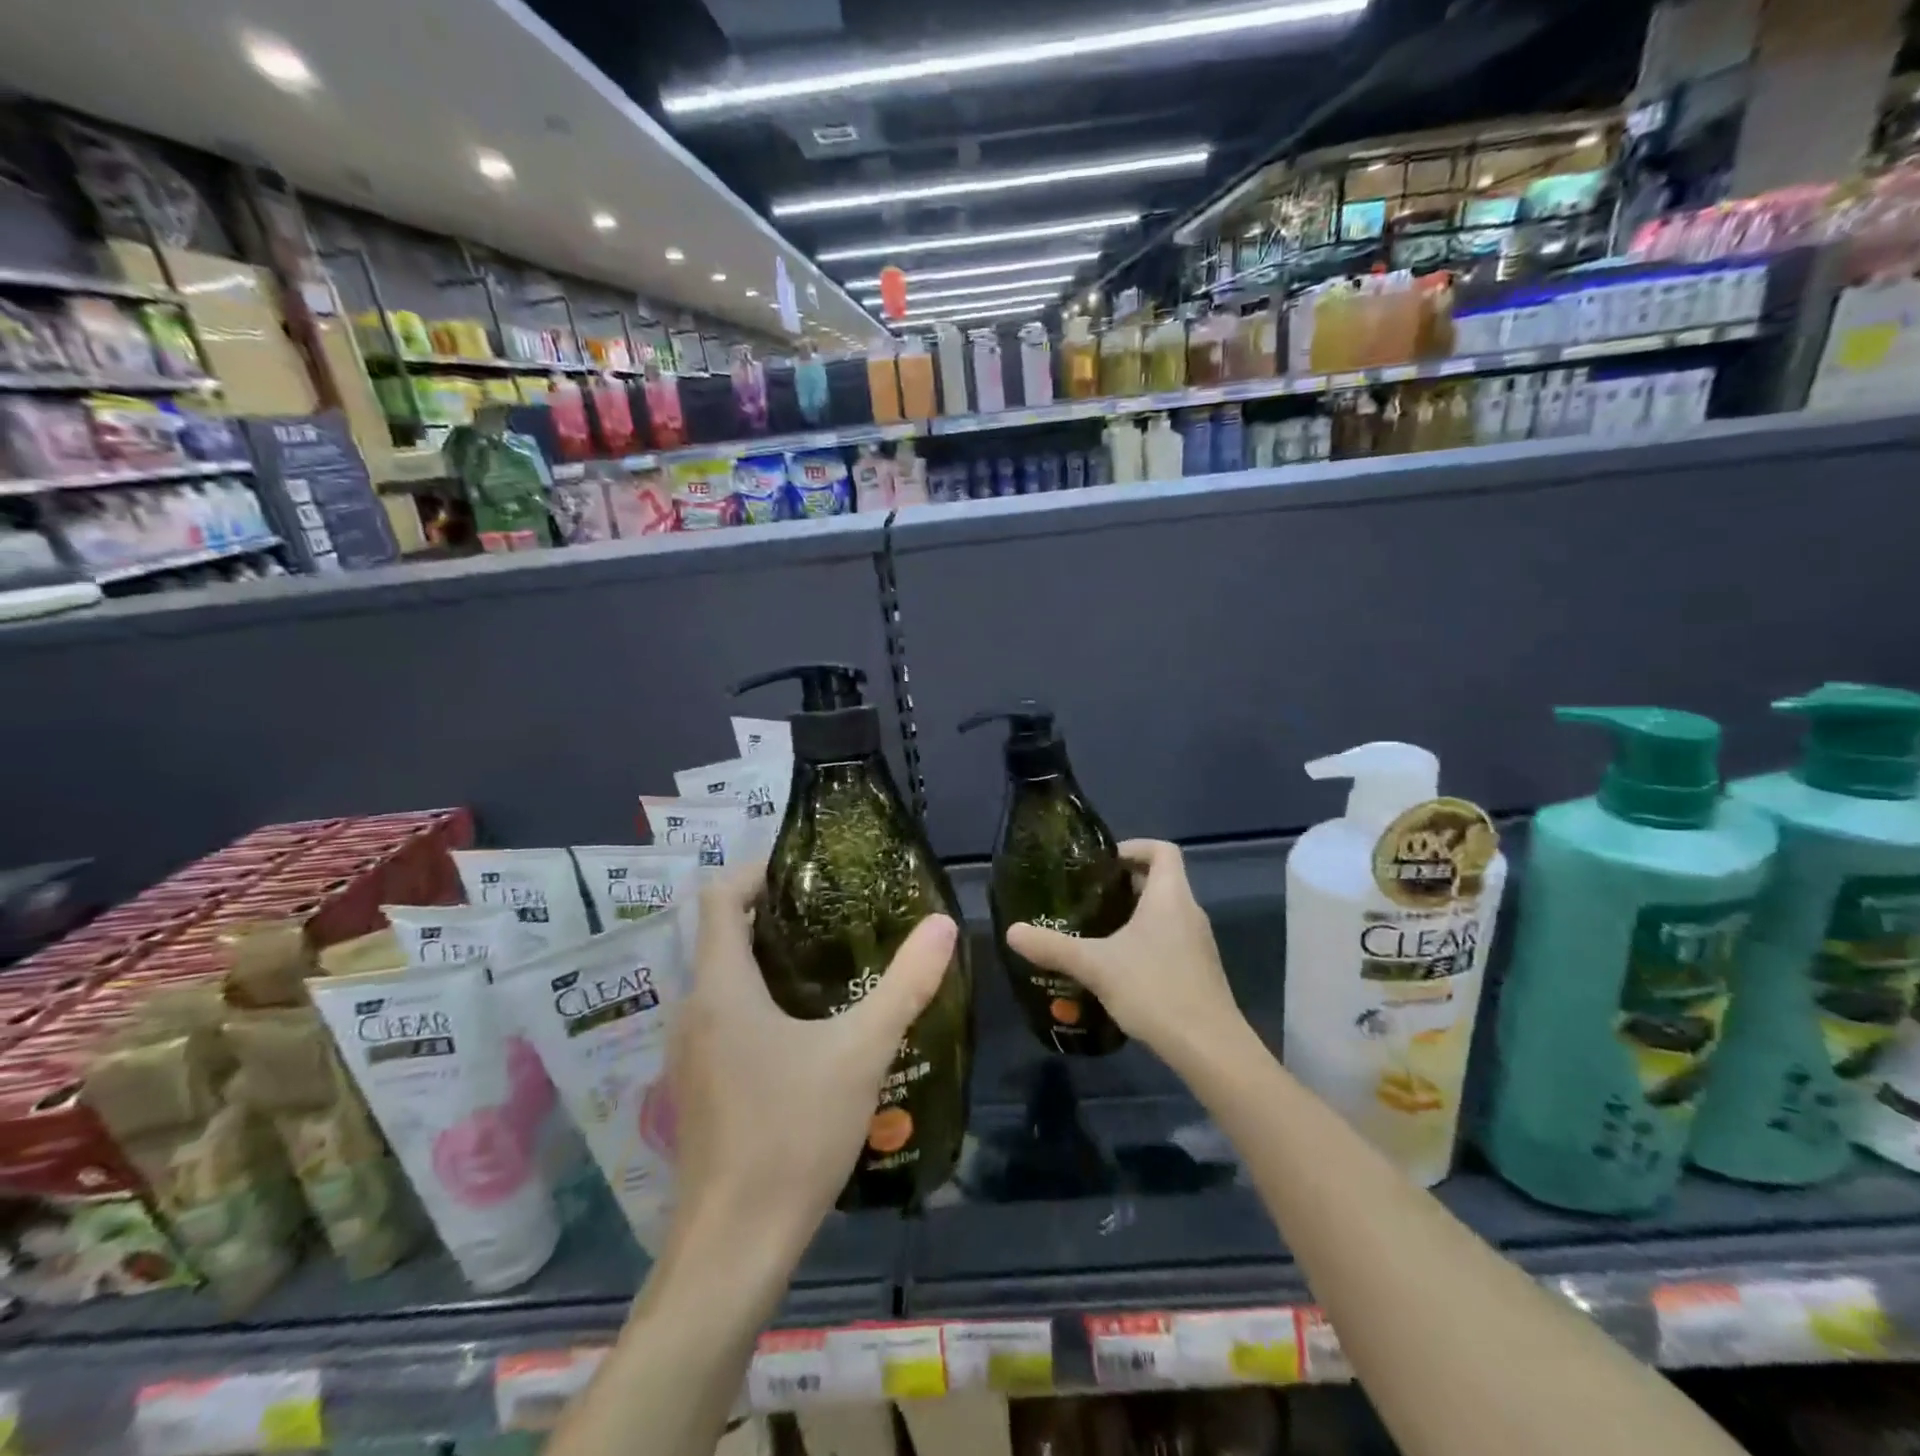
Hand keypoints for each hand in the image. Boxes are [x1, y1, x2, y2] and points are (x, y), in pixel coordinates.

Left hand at [667, 862, 956, 1257]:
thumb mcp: (861, 1052)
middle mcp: (693, 1010)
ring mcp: (688, 1053)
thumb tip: (943, 924)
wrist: (734, 1248)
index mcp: (720, 987)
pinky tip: (807, 1031)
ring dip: (768, 962)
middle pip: (722, 936)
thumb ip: (905, 984)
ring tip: (830, 965)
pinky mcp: (697, 1087)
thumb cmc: (791, 1135)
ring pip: (723, 981)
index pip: (717, 897)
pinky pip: (723, 1019)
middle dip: (774, 917)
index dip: (756, 872)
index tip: (806, 873)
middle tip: (835, 915)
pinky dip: (758, 1003)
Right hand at [1005, 839, 1245, 1074]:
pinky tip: (1117, 966)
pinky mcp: (1198, 970)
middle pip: (1160, 880)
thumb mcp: (1096, 966)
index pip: (1161, 849)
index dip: (1133, 847)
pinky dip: (1144, 940)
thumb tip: (1011, 931)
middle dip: (1124, 883)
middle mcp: (1189, 912)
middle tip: (1087, 896)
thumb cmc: (1155, 990)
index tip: (1102, 863)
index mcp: (1170, 896)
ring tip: (1095, 930)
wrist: (1209, 1048)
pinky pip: (1169, 939)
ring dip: (1133, 914)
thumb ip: (1053, 947)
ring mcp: (1198, 943)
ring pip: (1164, 912)